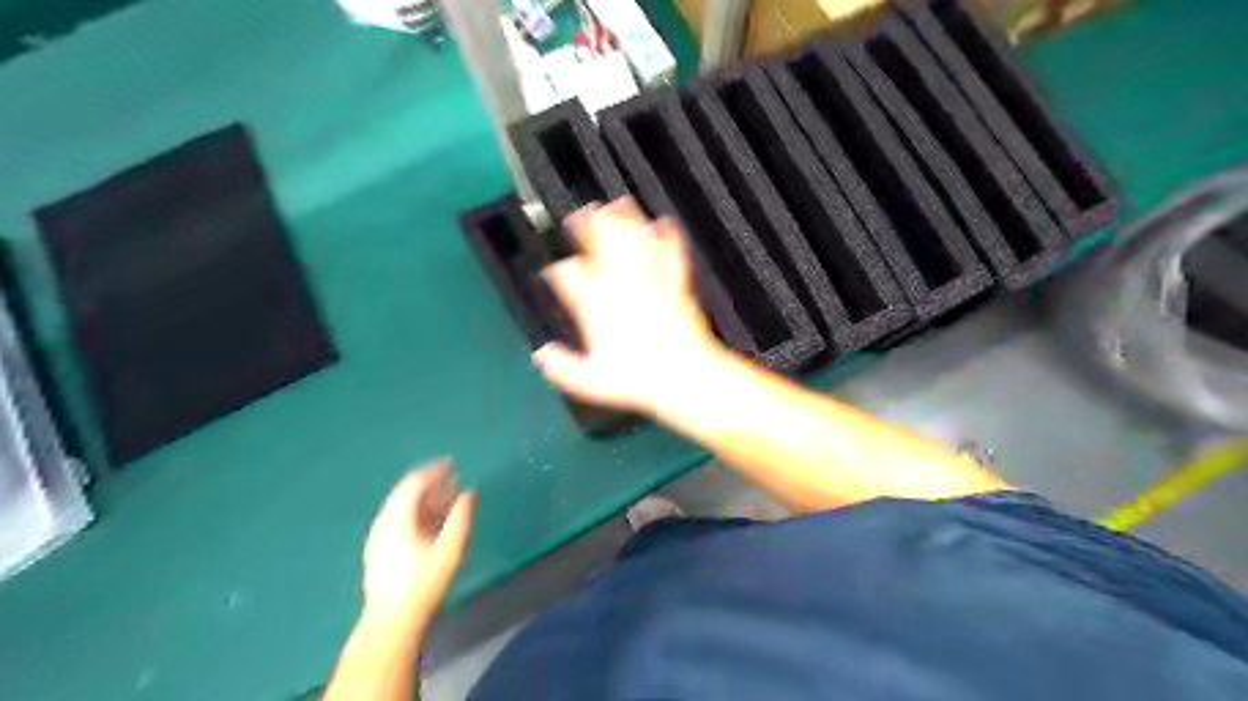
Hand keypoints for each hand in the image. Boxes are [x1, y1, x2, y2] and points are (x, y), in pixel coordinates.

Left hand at [368, 463, 479, 621]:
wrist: (391, 623)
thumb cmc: (423, 585)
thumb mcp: (449, 551)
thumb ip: (460, 519)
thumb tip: (468, 494)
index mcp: (397, 518)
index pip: (414, 483)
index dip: (435, 471)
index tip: (454, 464)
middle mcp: (383, 523)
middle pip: (406, 493)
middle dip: (431, 485)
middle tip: (454, 482)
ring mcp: (378, 537)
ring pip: (403, 508)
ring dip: (426, 500)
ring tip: (449, 501)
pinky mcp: (379, 551)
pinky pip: (400, 520)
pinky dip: (418, 514)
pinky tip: (434, 523)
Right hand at [533, 194, 727, 414]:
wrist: (682, 375)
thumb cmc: (637, 379)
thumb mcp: (590, 381)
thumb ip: (562, 366)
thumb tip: (541, 355)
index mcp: (597, 306)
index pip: (569, 276)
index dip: (559, 271)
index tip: (555, 271)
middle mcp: (622, 287)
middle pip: (601, 245)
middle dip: (589, 226)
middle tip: (582, 212)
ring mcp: (650, 283)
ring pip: (635, 242)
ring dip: (625, 221)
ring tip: (618, 203)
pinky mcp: (675, 286)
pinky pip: (670, 254)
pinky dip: (667, 237)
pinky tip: (665, 223)